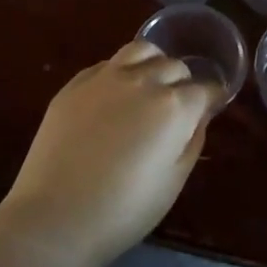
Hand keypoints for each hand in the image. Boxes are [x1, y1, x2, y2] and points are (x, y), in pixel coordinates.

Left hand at [0, 41, 215, 266]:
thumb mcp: (173, 182)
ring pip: (141, 50)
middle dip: (183, 83)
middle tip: (177, 107)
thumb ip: (192, 141)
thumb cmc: (124, 210)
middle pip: (175, 66)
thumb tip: (198, 116)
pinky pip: (107, 63)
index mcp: (174, 107)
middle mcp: (144, 81)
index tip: (209, 109)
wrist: (55, 216)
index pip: (205, 89)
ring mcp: (106, 77)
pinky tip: (115, 94)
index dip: (210, 100)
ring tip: (150, 84)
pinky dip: (121, 71)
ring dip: (153, 63)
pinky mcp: (76, 83)